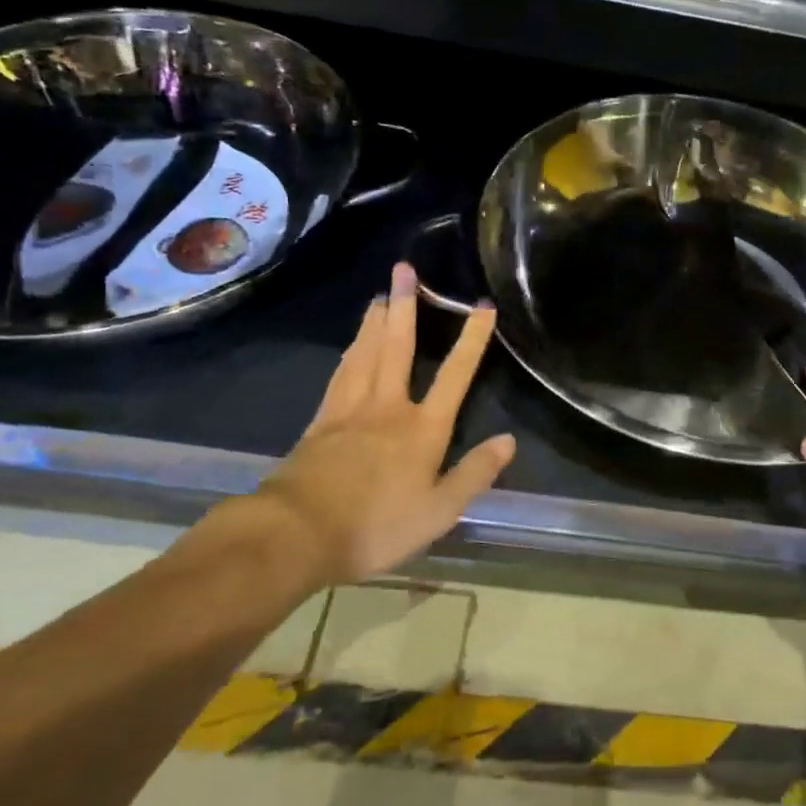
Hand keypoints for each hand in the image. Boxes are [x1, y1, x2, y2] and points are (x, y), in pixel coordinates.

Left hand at [245, 261, 515, 590]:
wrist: (296, 535)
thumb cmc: (375, 527)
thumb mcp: (438, 512)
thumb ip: (474, 474)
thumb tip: (508, 440)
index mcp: (423, 429)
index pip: (456, 375)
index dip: (472, 339)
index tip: (482, 305)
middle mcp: (388, 407)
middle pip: (398, 347)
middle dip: (406, 307)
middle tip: (404, 270)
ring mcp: (349, 411)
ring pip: (365, 354)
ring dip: (374, 322)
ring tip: (380, 296)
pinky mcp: (320, 423)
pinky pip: (340, 376)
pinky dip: (349, 354)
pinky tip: (350, 347)